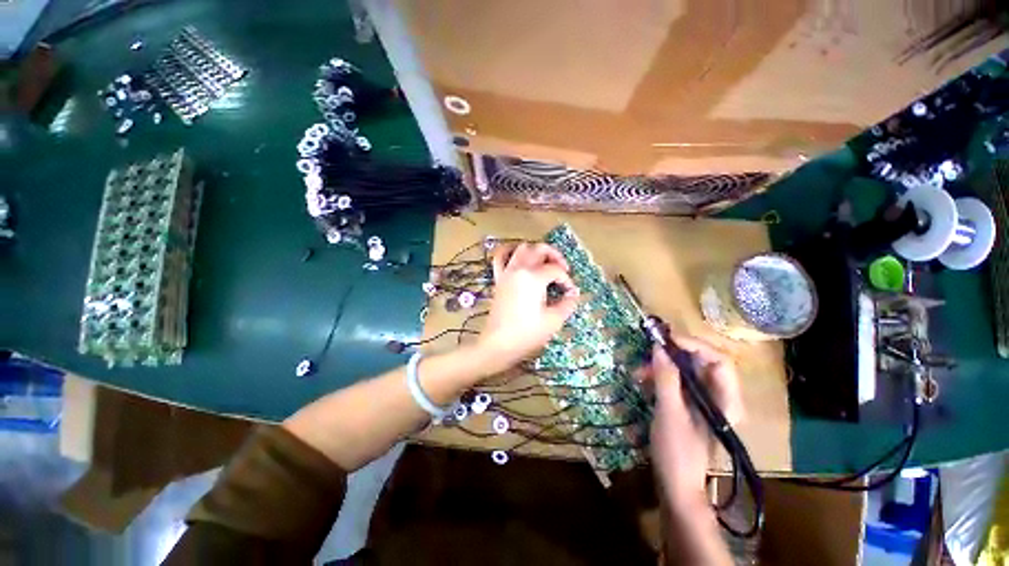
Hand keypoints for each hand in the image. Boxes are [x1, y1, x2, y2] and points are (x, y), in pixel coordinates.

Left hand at [477, 242, 579, 372]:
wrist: (498, 344)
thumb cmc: (527, 333)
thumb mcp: (553, 320)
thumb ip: (567, 303)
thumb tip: (573, 293)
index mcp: (534, 277)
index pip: (556, 270)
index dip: (567, 280)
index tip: (570, 293)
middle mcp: (519, 269)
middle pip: (539, 249)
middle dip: (555, 256)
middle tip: (563, 269)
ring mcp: (506, 272)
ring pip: (521, 248)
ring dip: (535, 251)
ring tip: (544, 263)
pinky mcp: (498, 279)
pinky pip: (500, 258)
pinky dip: (509, 252)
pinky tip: (518, 257)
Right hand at [642, 336, 742, 513]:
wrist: (676, 486)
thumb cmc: (678, 452)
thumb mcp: (670, 412)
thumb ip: (666, 378)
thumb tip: (659, 346)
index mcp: (727, 400)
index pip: (719, 360)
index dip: (694, 345)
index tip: (665, 340)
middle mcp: (720, 396)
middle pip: (702, 362)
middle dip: (673, 354)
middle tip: (649, 351)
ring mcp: (704, 401)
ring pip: (686, 370)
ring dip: (662, 366)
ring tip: (639, 371)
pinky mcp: (690, 404)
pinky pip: (677, 381)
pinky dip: (660, 376)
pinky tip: (643, 380)